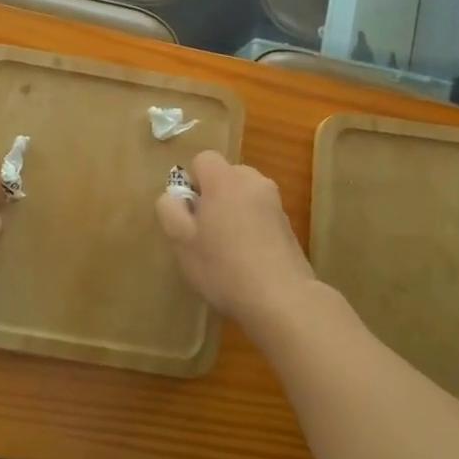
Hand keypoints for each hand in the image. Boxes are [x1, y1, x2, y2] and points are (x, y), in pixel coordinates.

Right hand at [155, 152, 315, 328]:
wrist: (281, 298)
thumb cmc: (223, 266)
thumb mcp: (181, 241)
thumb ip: (170, 210)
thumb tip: (173, 196)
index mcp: (226, 179)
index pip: (203, 159)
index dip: (192, 182)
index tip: (190, 213)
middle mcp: (253, 182)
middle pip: (226, 176)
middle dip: (213, 197)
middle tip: (204, 232)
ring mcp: (275, 203)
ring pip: (244, 197)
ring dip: (233, 213)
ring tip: (226, 250)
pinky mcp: (288, 226)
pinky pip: (260, 216)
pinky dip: (251, 229)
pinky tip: (247, 260)